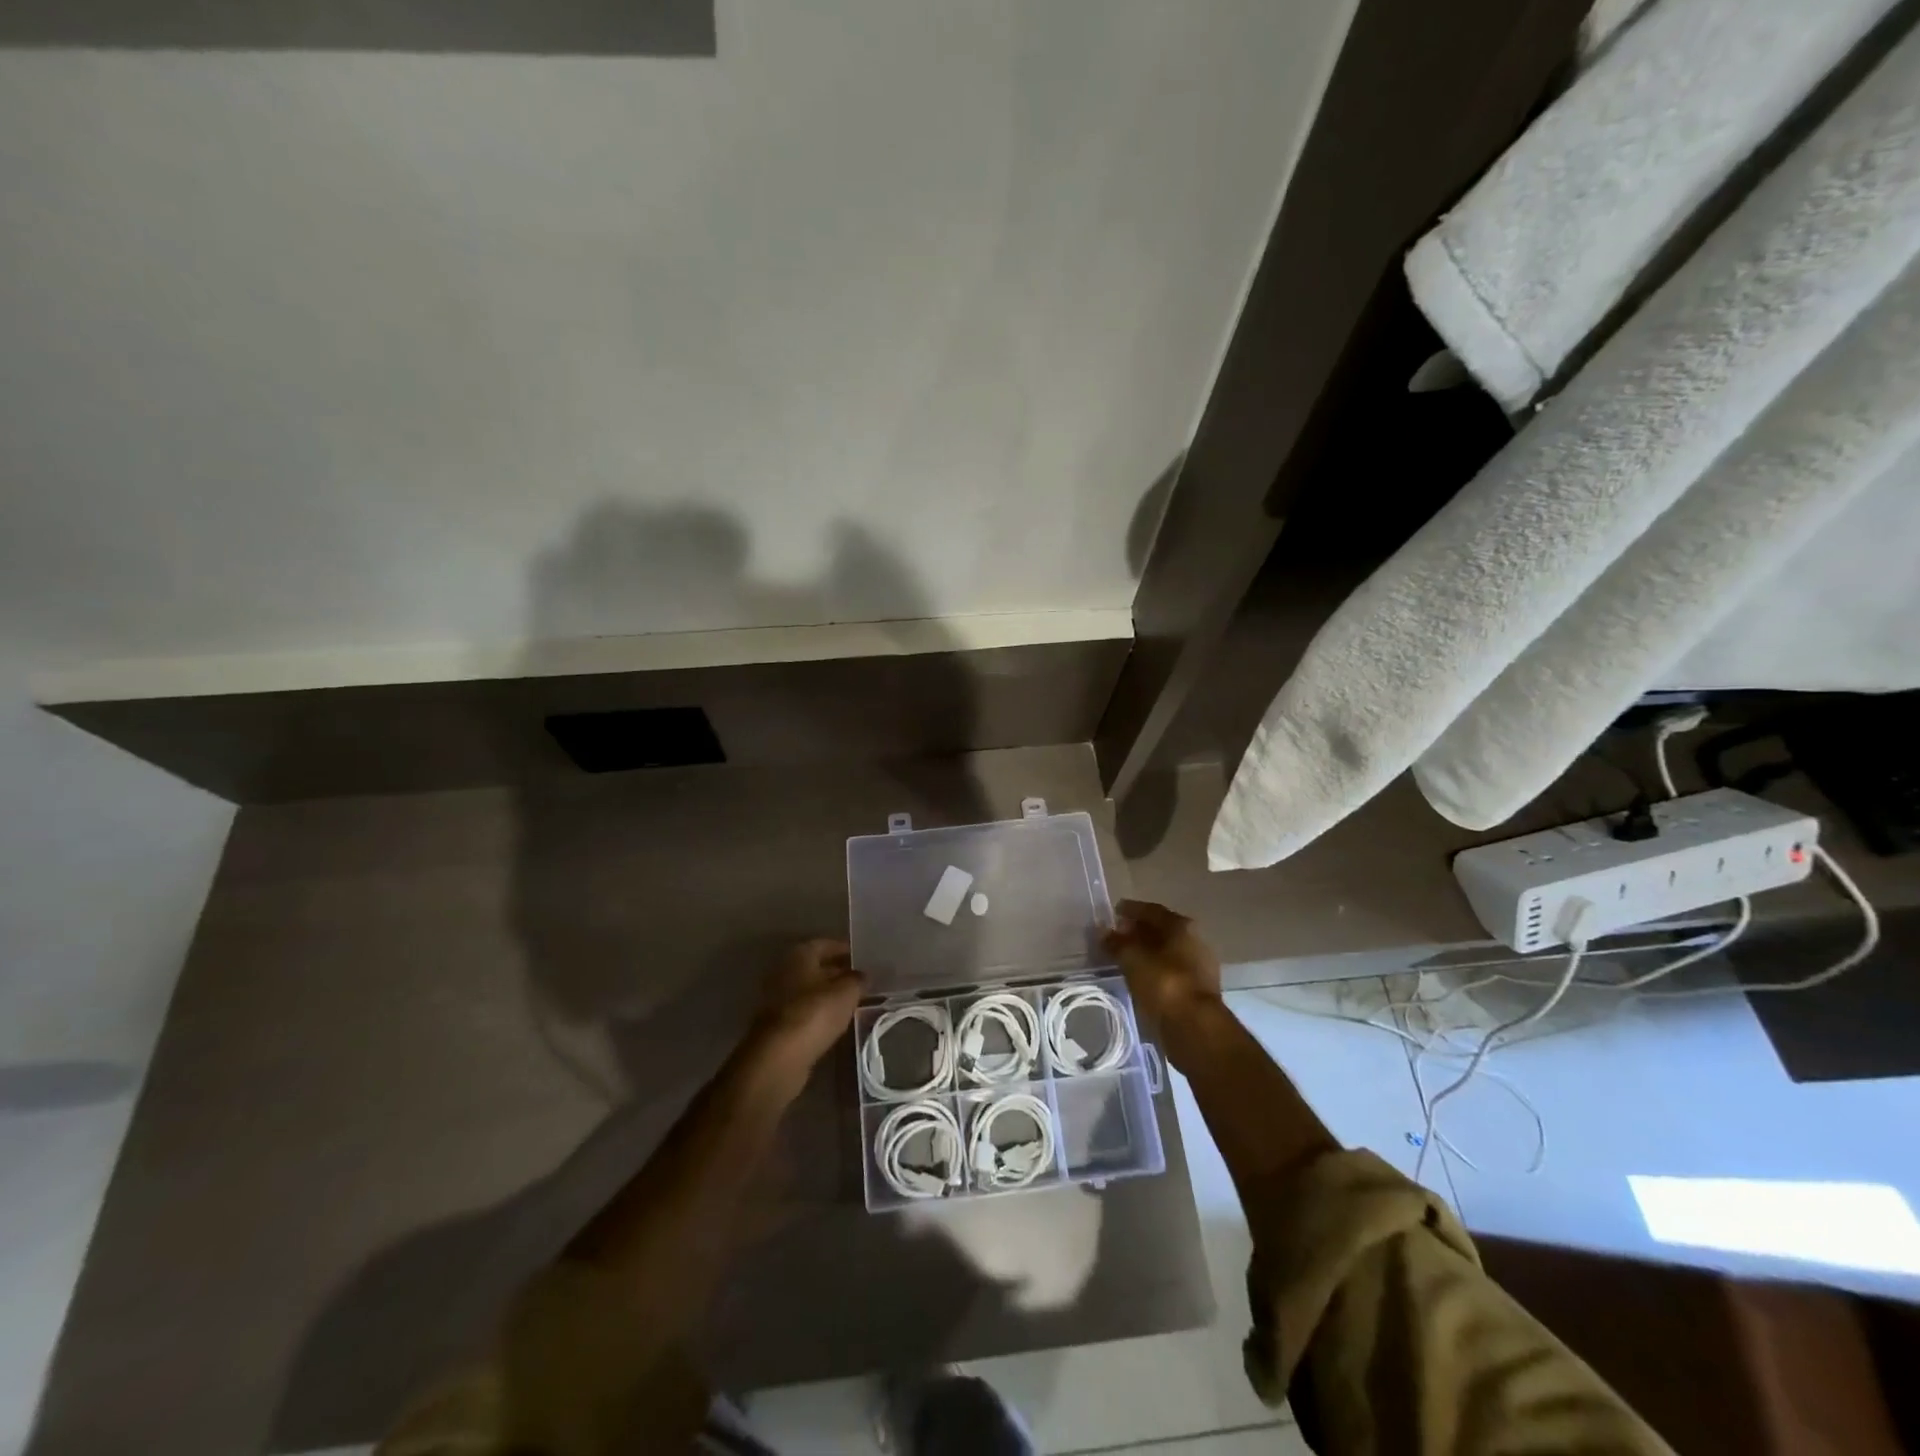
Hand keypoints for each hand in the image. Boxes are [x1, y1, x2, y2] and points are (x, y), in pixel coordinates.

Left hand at [750, 938, 862, 1082]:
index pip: (825, 944)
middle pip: (816, 968)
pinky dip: (821, 1013)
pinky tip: (838, 1021)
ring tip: (856, 1001)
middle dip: (839, 973)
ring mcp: (778, 1000)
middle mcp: (785, 972)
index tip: (864, 958)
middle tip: (863, 981)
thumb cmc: (814, 1013)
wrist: (779, 1058)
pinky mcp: (779, 1026)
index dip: (845, 950)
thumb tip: (863, 975)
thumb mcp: (847, 992)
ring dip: (830, 995)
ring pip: (811, 991)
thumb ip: (858, 980)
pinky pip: (806, 1012)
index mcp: (799, 955)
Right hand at [1102, 900, 1220, 1033]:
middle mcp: (1194, 941)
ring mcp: (1199, 967)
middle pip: (1161, 930)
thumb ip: (1116, 943)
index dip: (1130, 909)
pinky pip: (1169, 972)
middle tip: (1116, 935)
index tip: (1113, 912)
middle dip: (1138, 931)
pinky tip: (1138, 977)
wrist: (1195, 1028)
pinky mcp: (1197, 991)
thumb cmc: (1164, 983)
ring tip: (1123, 958)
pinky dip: (1153, 971)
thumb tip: (1102, 931)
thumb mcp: (1132, 959)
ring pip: (1165, 953)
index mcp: (1182, 926)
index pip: (1152, 910)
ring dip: (1145, 953)